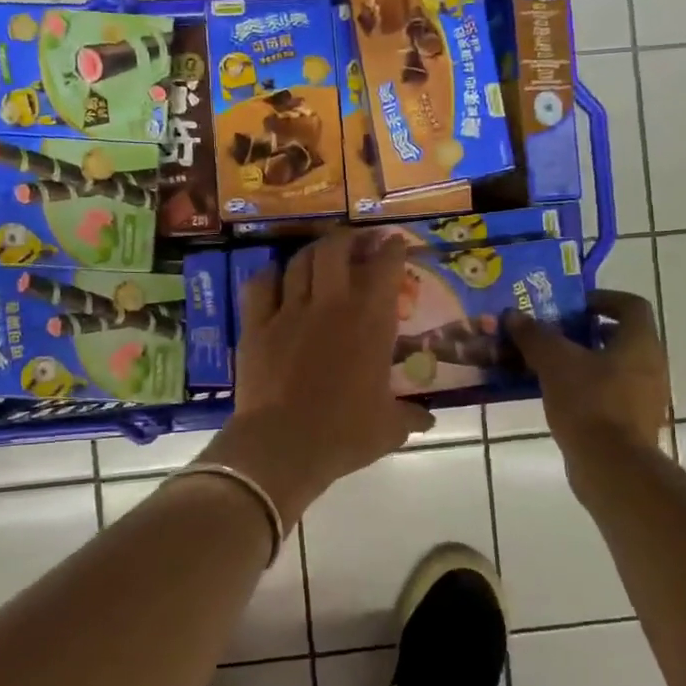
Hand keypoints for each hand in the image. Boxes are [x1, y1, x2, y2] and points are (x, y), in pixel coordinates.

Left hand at [207, 228, 434, 525]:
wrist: (284, 446)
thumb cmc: (344, 434)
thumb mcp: (389, 428)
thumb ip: (410, 417)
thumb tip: (428, 420)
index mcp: (370, 322)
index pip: (385, 267)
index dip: (392, 249)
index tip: (395, 243)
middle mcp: (331, 304)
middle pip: (336, 249)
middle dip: (349, 238)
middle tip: (357, 243)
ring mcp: (289, 311)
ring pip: (300, 261)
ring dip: (313, 252)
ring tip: (320, 255)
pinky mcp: (256, 325)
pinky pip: (260, 285)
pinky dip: (270, 276)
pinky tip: (276, 279)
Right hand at [507, 290, 670, 461]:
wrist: (612, 467)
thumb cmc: (589, 403)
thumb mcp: (555, 362)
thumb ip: (535, 335)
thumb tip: (513, 315)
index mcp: (640, 342)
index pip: (630, 305)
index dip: (602, 299)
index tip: (572, 306)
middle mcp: (651, 365)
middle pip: (619, 337)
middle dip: (584, 333)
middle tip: (552, 335)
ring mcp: (645, 398)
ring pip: (612, 368)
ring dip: (582, 363)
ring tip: (547, 366)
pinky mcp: (634, 424)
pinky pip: (609, 395)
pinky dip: (586, 390)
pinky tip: (556, 397)